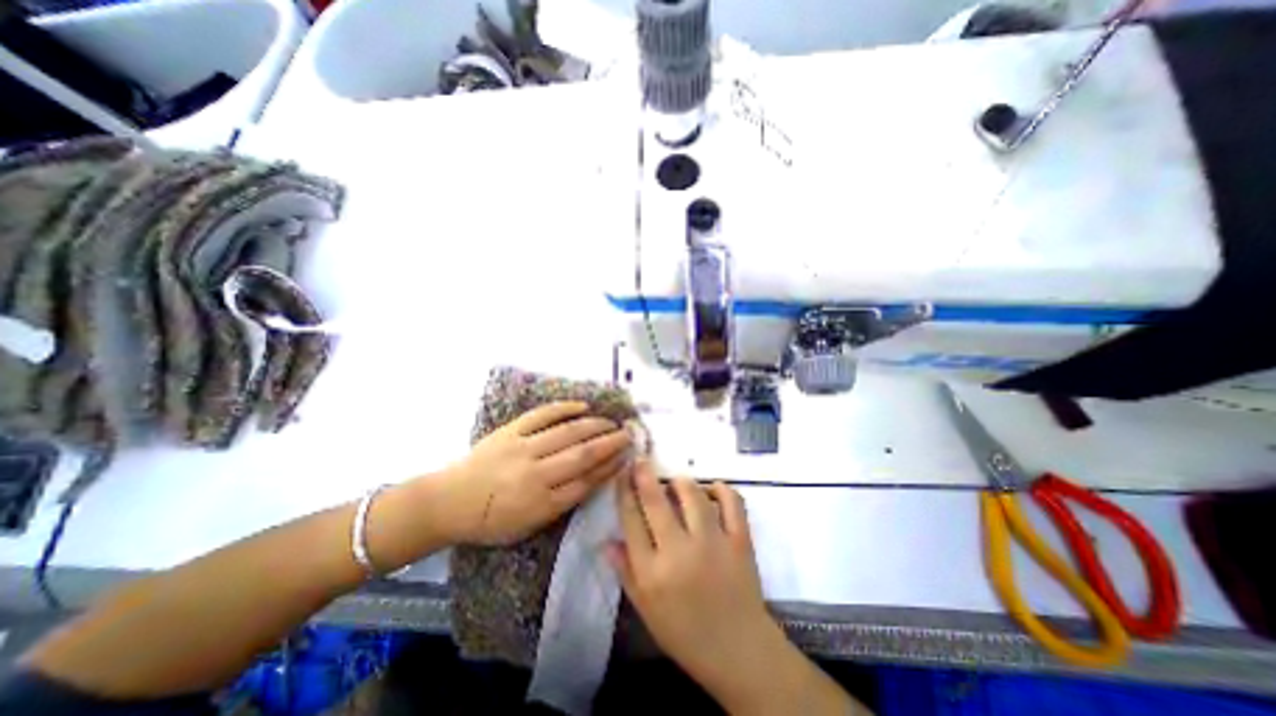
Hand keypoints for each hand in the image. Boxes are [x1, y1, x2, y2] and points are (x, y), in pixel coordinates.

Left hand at [444, 400, 630, 545]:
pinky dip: (564, 408)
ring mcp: (522, 448)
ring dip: (595, 425)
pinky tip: (583, 405)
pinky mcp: (510, 431)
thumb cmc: (491, 521)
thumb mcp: (530, 526)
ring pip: (567, 432)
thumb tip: (593, 478)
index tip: (626, 457)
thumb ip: (562, 502)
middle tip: (628, 434)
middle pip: (582, 454)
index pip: (586, 481)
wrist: (448, 502)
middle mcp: (536, 474)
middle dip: (610, 443)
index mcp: (541, 504)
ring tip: (612, 421)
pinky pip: (542, 415)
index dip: (610, 467)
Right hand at [611, 465, 866, 715]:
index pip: (631, 520)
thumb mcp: (646, 609)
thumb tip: (607, 540)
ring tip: (676, 483)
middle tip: (640, 459)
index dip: (624, 491)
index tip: (622, 473)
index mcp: (652, 572)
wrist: (739, 652)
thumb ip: (626, 572)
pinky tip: (712, 488)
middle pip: (656, 501)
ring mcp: (712, 543)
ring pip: (693, 495)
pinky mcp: (740, 540)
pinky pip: (731, 502)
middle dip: (644, 475)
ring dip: (681, 482)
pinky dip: (722, 489)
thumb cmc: (685, 633)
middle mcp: (679, 551)